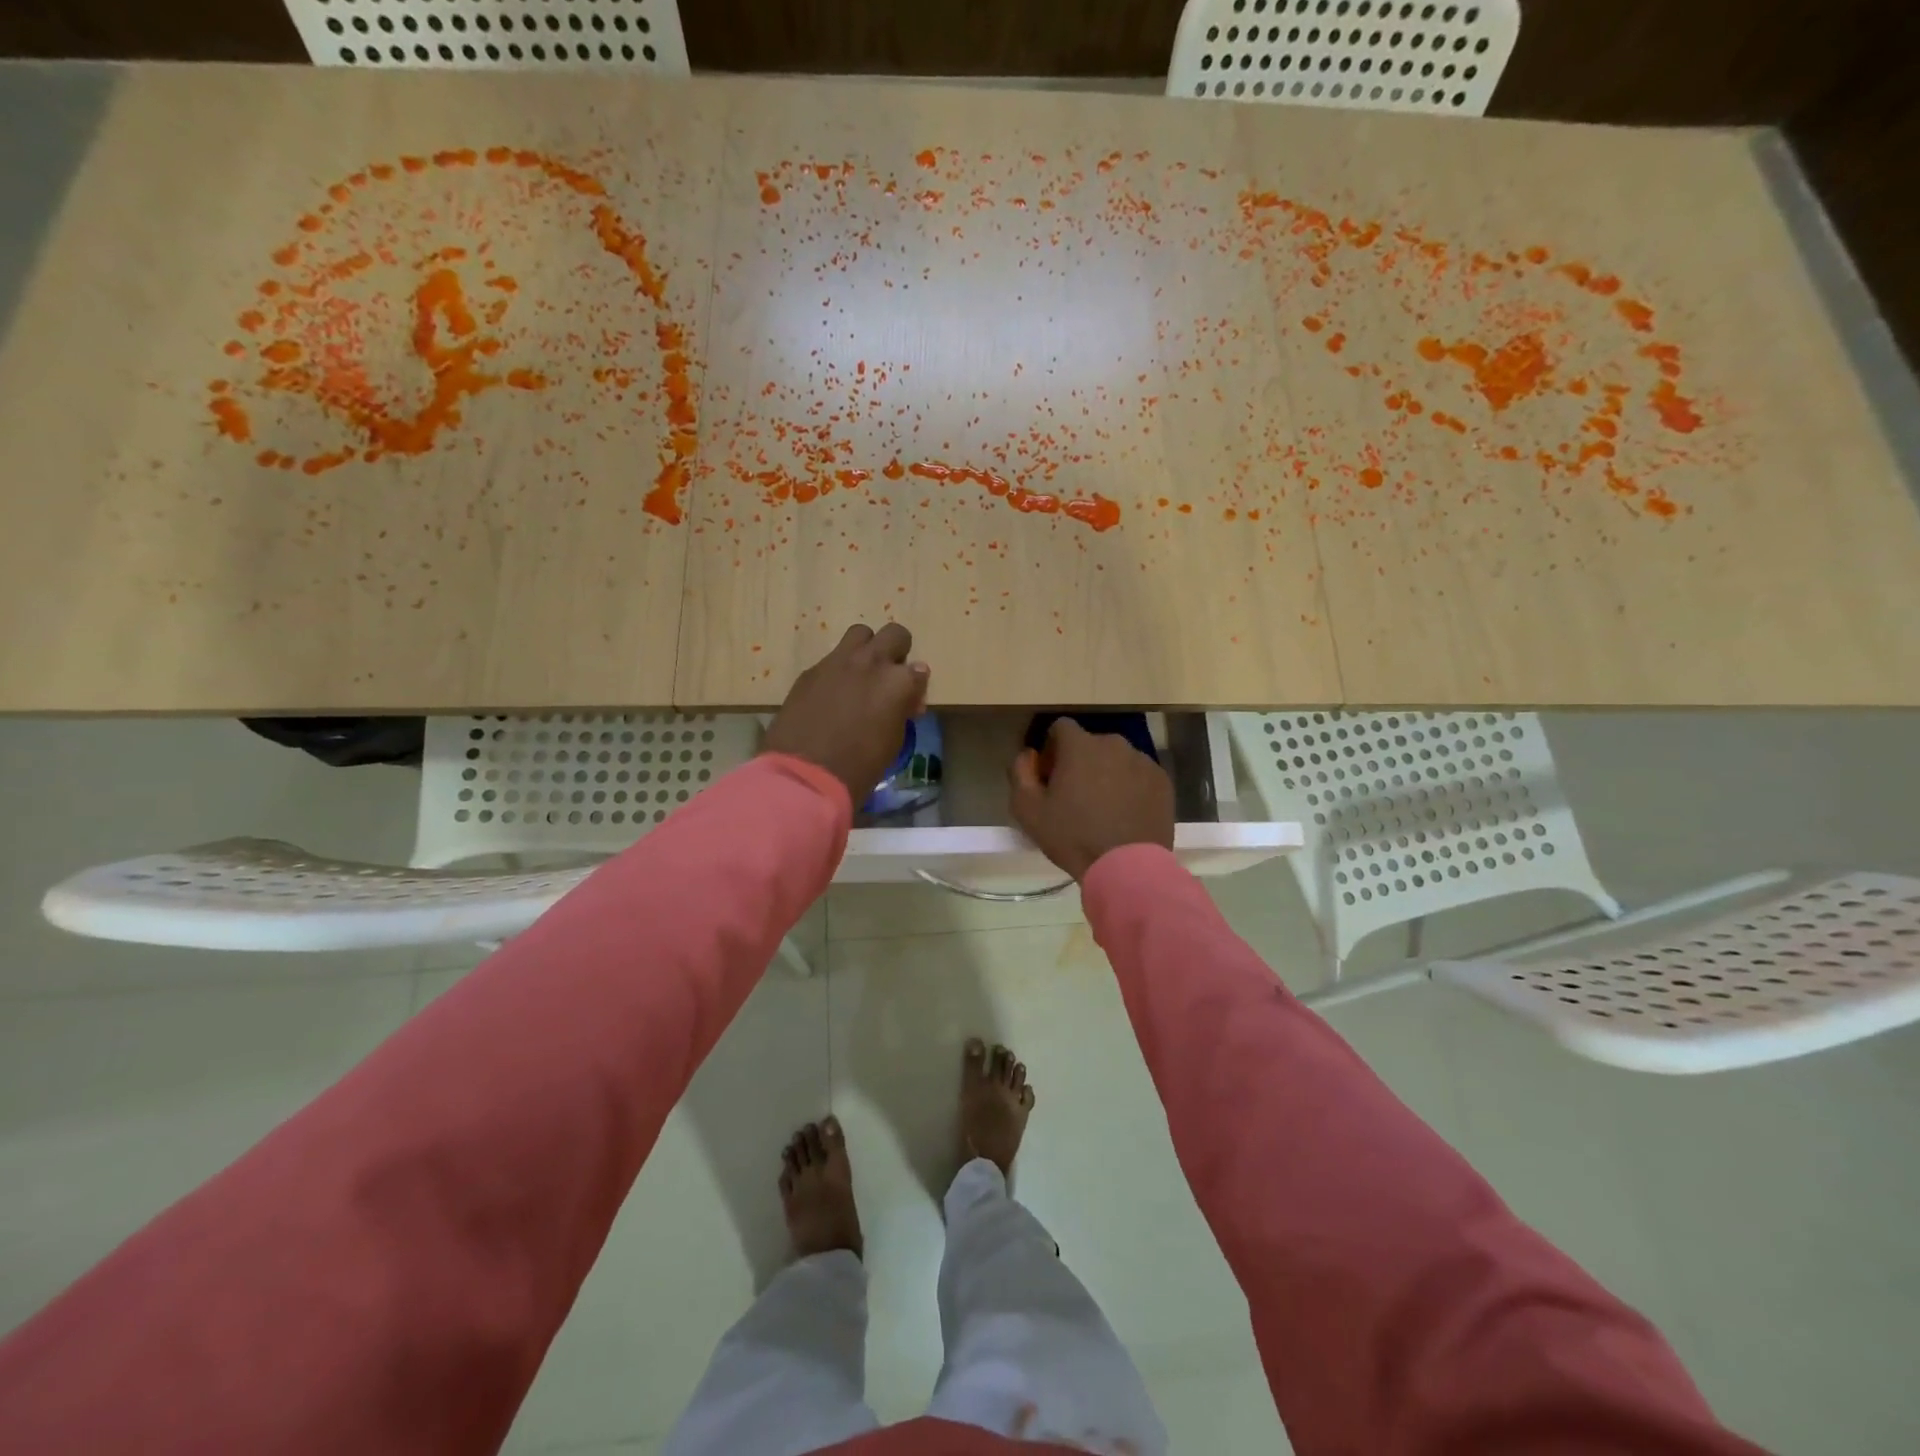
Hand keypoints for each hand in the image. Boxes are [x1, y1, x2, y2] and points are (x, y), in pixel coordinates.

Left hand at [765, 623, 930, 807]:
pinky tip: (831, 694)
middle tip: (889, 674)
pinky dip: (839, 670)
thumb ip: (902, 708)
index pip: (919, 669)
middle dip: (896, 650)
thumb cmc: (860, 765)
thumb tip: (906, 697)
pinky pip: (832, 658)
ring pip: (860, 633)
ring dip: (866, 648)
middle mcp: (871, 662)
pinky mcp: (811, 670)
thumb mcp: (894, 740)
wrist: (806, 773)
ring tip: (860, 674)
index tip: (908, 702)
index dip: (915, 686)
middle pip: (894, 634)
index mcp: (898, 682)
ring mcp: (838, 662)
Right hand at [1009, 719, 1174, 880]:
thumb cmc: (1072, 836)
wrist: (1127, 867)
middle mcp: (1114, 744)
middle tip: (1075, 795)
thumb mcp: (1028, 810)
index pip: (1060, 728)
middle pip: (1090, 744)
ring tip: (1103, 807)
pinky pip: (1139, 775)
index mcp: (1080, 745)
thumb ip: (1020, 772)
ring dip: (1106, 773)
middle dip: (1080, 762)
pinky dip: (1130, 786)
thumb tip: (1029, 755)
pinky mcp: (1162, 781)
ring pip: (1117, 759)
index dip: (1051, 748)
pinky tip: (1125, 814)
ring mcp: (1143, 761)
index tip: (1050, 775)